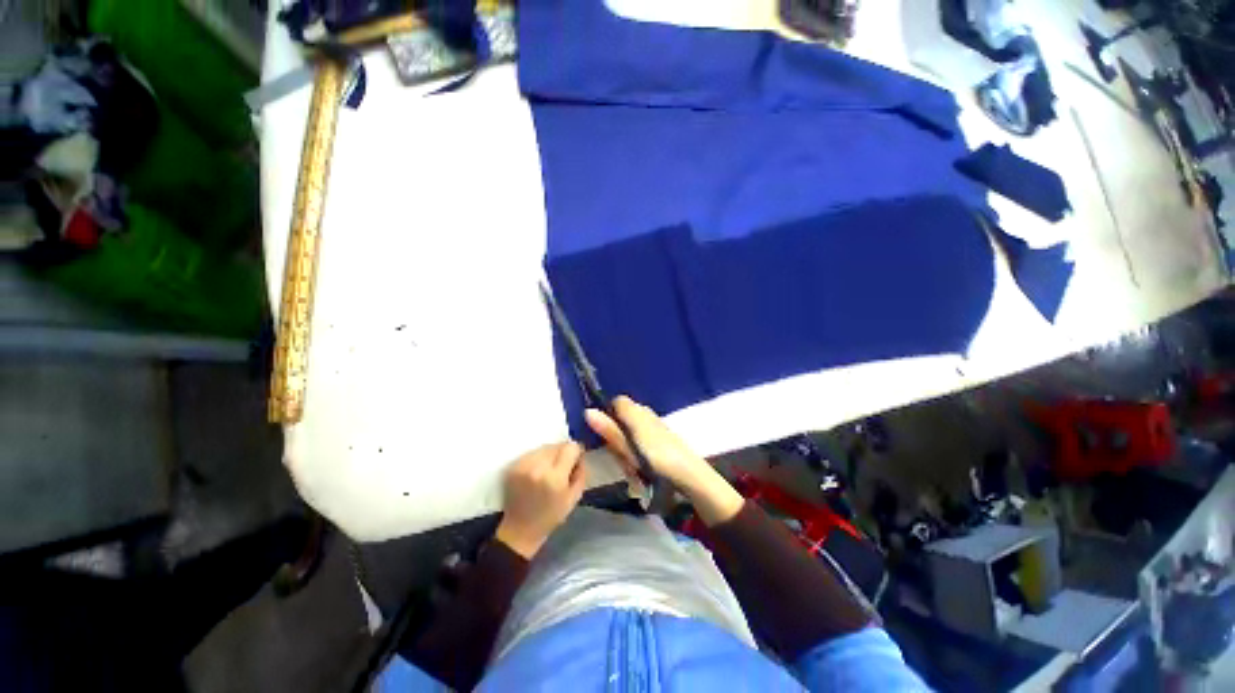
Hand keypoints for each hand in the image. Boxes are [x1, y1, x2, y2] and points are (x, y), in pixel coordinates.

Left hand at [496, 442, 585, 557]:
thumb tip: (581, 454)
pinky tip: (536, 473)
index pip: (570, 447)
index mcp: (554, 477)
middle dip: (562, 453)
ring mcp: (522, 465)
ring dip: (549, 455)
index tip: (575, 461)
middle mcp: (537, 467)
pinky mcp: (513, 466)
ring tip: (548, 471)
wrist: (520, 530)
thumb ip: (581, 472)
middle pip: (556, 445)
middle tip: (561, 468)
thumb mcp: (574, 497)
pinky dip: (537, 459)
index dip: (576, 452)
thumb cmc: (551, 516)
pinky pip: (531, 453)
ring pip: (544, 447)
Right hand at [585, 397, 741, 524]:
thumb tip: (588, 410)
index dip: (608, 415)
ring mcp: (656, 423)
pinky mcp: (663, 434)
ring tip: (635, 467)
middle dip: (618, 437)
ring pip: (632, 430)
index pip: (616, 401)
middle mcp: (646, 412)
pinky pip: (643, 438)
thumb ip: (609, 429)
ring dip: (629, 448)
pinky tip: (645, 467)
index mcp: (637, 411)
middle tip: (622, 458)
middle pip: (623, 416)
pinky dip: (640, 452)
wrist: (689, 474)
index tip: (604, 435)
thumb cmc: (655, 459)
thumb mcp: (627, 447)